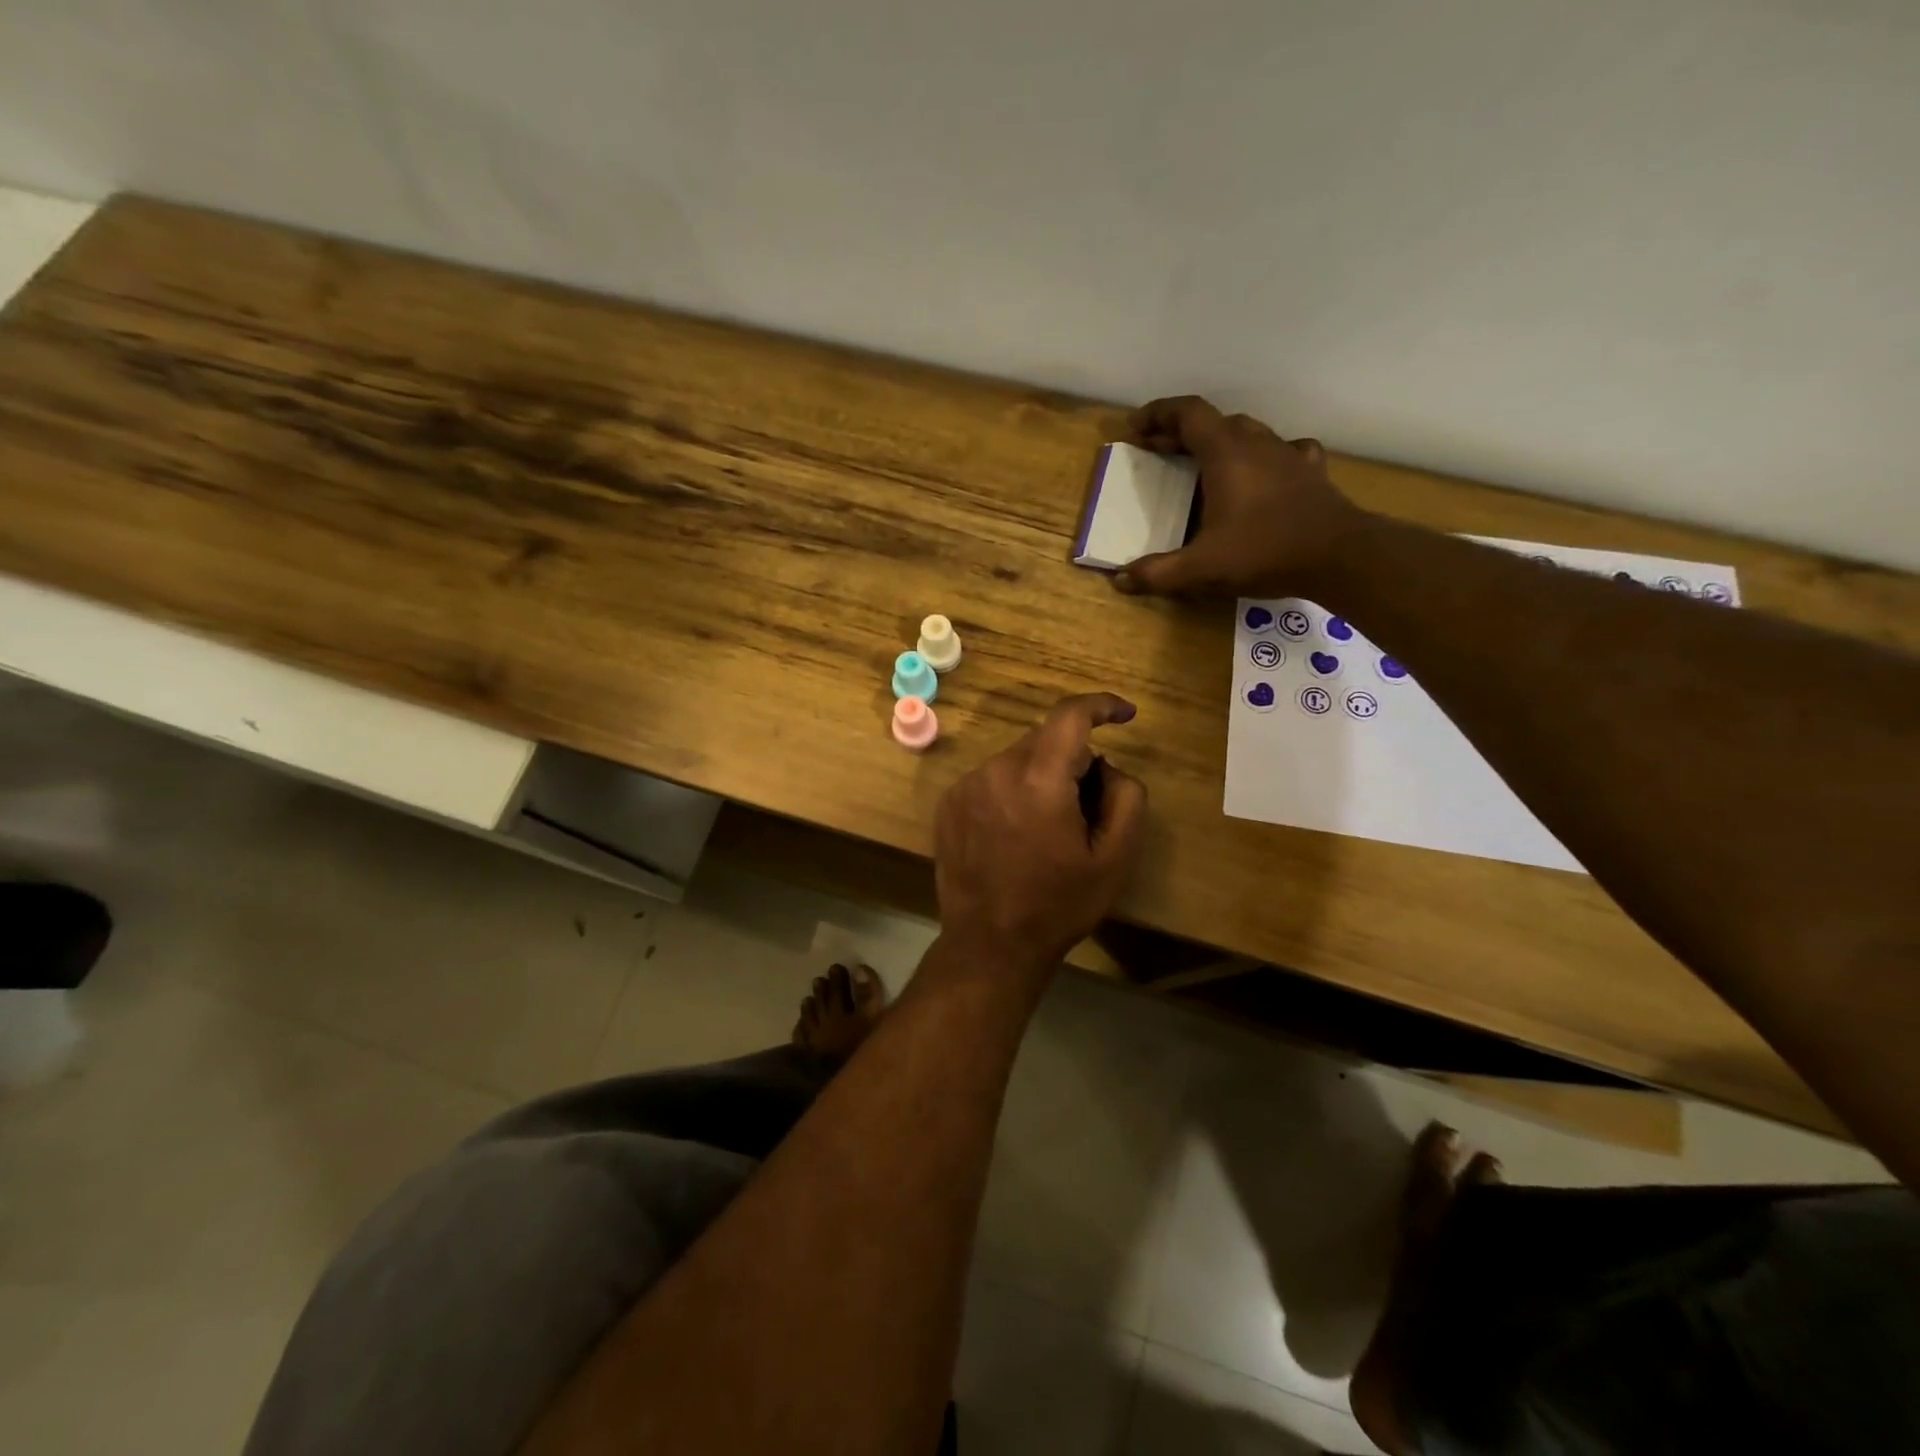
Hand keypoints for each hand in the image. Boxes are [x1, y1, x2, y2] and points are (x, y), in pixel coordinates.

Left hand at [934, 694, 1148, 976]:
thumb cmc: (1059, 904)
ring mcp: (966, 785)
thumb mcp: (1115, 858)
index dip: (1101, 705)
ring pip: (1018, 759)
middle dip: (1073, 760)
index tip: (1124, 715)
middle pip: (1045, 740)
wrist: (990, 943)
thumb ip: (1126, 796)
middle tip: (1087, 807)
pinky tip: (1016, 835)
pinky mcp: (948, 803)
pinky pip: (991, 779)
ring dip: (1041, 776)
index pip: (1070, 716)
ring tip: (1047, 830)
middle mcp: (996, 770)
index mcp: (1039, 779)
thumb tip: (1106, 766)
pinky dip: (1012, 790)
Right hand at [1114, 395, 1371, 598]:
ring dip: (1220, 441)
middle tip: (1158, 451)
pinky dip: (1265, 456)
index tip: (1136, 427)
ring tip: (1203, 462)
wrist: (1339, 556)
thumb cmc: (1264, 552)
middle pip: (1215, 422)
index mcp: (1226, 454)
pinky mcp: (1311, 473)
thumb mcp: (1201, 569)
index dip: (1159, 414)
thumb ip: (1158, 573)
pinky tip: (1264, 471)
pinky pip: (1284, 451)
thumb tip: (1120, 580)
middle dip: (1181, 432)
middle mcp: (1257, 444)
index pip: (1188, 413)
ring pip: (1248, 433)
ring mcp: (1288, 455)